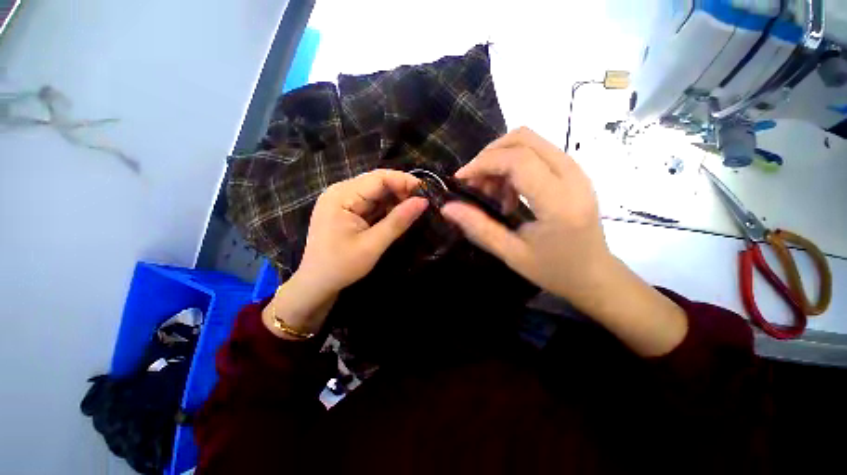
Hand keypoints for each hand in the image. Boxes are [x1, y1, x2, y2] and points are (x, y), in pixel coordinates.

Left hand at [298, 169, 428, 294]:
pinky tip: (397, 216)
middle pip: (377, 182)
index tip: (426, 193)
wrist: (317, 284)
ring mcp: (342, 200)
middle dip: (401, 191)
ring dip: (395, 200)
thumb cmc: (341, 266)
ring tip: (413, 211)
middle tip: (422, 204)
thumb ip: (398, 221)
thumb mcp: (373, 245)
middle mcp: (340, 192)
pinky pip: (371, 203)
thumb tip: (423, 201)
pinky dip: (386, 208)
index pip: (379, 178)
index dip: (404, 181)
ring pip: (376, 192)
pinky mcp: (346, 210)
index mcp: (341, 196)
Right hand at [441, 127, 611, 305]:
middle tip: (475, 184)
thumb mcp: (511, 254)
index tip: (461, 180)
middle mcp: (573, 176)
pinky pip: (537, 152)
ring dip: (501, 159)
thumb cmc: (554, 270)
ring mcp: (576, 171)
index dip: (483, 163)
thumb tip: (447, 208)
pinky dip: (514, 164)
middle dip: (490, 156)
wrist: (594, 275)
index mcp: (559, 202)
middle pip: (523, 139)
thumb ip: (479, 228)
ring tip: (492, 193)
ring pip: (530, 141)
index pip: (518, 160)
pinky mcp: (573, 172)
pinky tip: (509, 192)